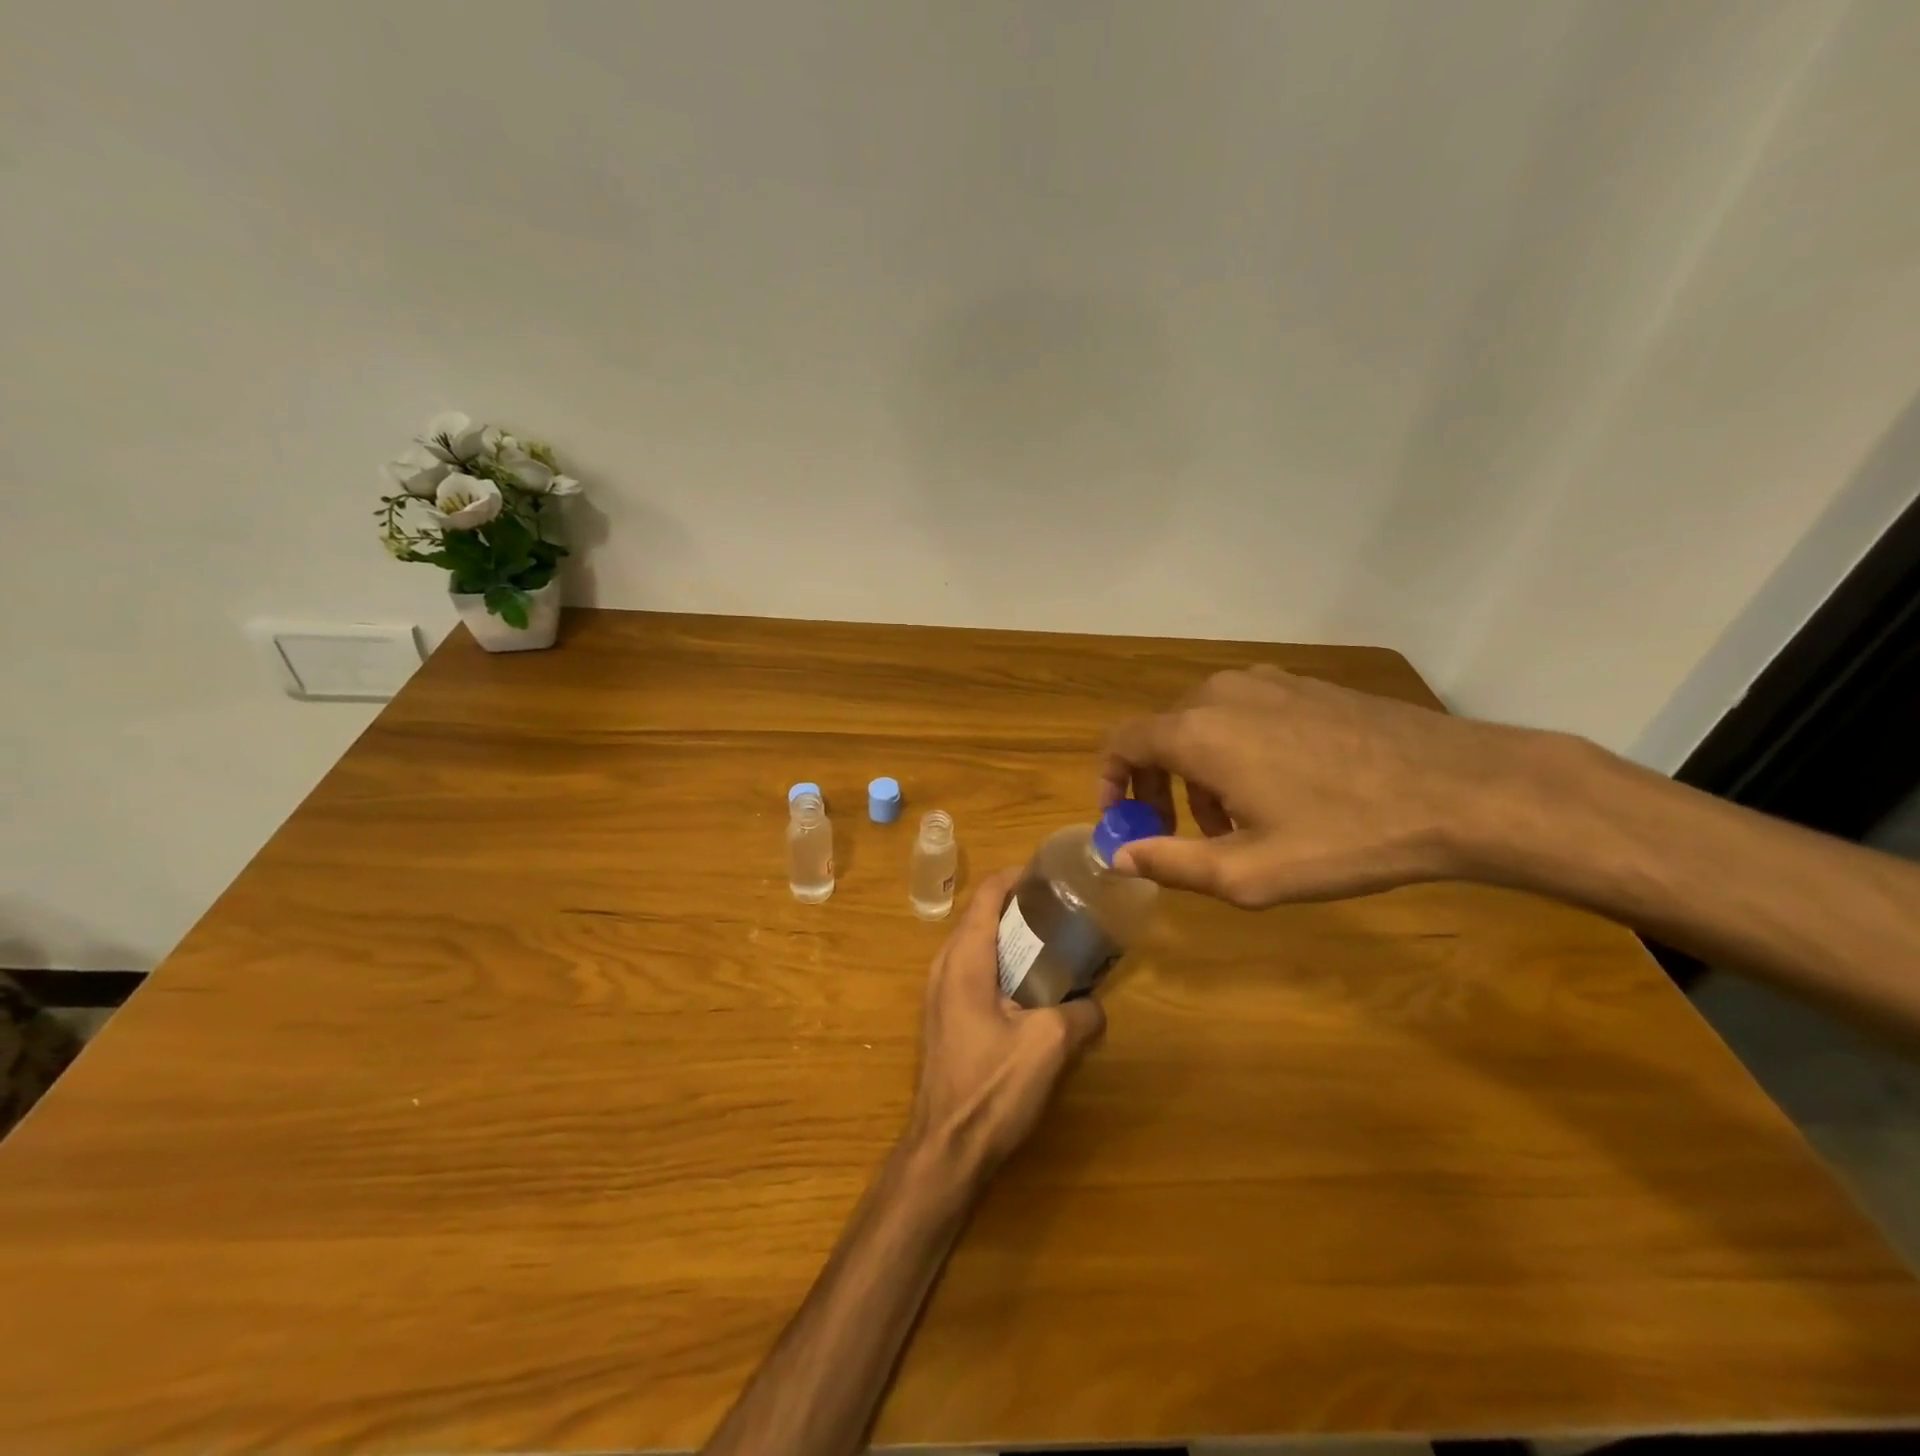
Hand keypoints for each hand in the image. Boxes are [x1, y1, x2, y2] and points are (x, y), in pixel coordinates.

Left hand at [906, 868, 1106, 1175]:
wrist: (945, 1149)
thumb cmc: (991, 1087)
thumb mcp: (1049, 1045)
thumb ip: (1080, 1014)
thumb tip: (1095, 1006)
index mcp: (965, 958)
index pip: (987, 894)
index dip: (1018, 876)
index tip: (1053, 876)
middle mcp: (944, 966)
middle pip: (981, 915)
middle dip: (1020, 906)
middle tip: (1063, 910)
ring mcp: (939, 993)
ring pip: (976, 944)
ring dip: (1010, 937)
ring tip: (1053, 944)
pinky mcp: (943, 1017)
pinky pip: (973, 971)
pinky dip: (1001, 963)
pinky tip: (1031, 987)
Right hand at [1099, 665, 1543, 907]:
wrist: (1462, 790)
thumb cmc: (1345, 837)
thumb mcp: (1249, 873)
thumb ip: (1170, 864)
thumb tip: (1116, 857)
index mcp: (1197, 732)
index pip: (1122, 744)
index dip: (1111, 783)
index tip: (1126, 822)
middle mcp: (1220, 694)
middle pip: (1162, 735)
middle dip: (1160, 786)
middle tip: (1183, 834)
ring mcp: (1267, 683)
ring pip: (1204, 724)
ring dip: (1200, 772)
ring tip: (1237, 822)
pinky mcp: (1305, 685)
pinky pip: (1245, 714)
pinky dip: (1236, 750)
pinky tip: (1280, 790)